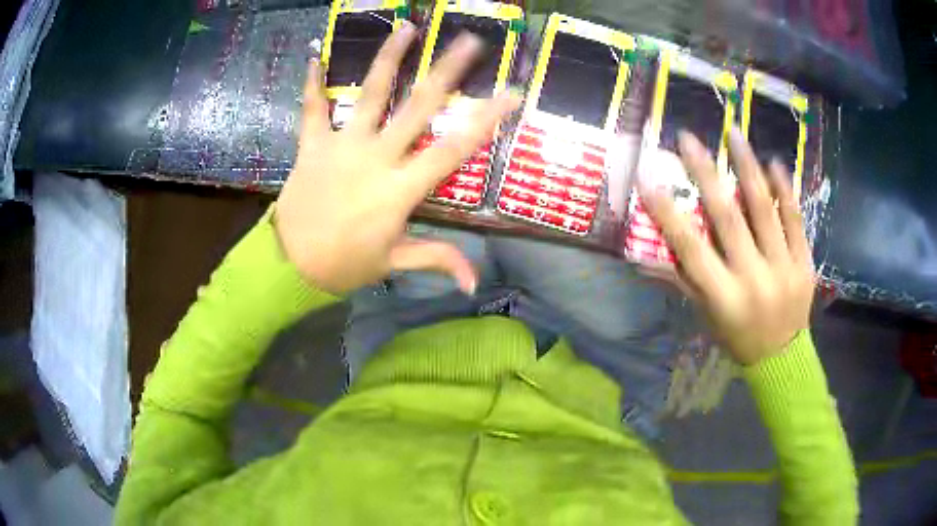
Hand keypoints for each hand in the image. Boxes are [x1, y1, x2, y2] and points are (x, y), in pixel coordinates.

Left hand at [274, 23, 520, 294]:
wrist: (291, 265)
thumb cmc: (345, 264)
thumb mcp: (394, 262)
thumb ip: (437, 260)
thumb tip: (476, 283)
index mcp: (401, 188)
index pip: (453, 148)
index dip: (485, 120)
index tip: (510, 93)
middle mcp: (376, 157)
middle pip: (418, 107)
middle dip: (446, 71)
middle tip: (468, 41)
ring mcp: (342, 146)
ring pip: (370, 94)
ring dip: (388, 58)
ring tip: (406, 28)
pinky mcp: (312, 145)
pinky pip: (312, 110)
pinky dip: (312, 84)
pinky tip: (314, 57)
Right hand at [639, 129, 814, 364]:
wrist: (782, 358)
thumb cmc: (737, 336)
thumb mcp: (706, 315)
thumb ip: (683, 280)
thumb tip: (644, 257)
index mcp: (724, 297)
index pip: (691, 249)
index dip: (668, 213)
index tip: (648, 177)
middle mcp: (753, 279)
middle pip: (728, 219)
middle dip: (707, 174)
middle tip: (690, 138)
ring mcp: (783, 268)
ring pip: (764, 211)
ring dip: (748, 168)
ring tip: (734, 135)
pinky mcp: (804, 263)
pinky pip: (795, 221)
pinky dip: (785, 191)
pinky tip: (775, 164)